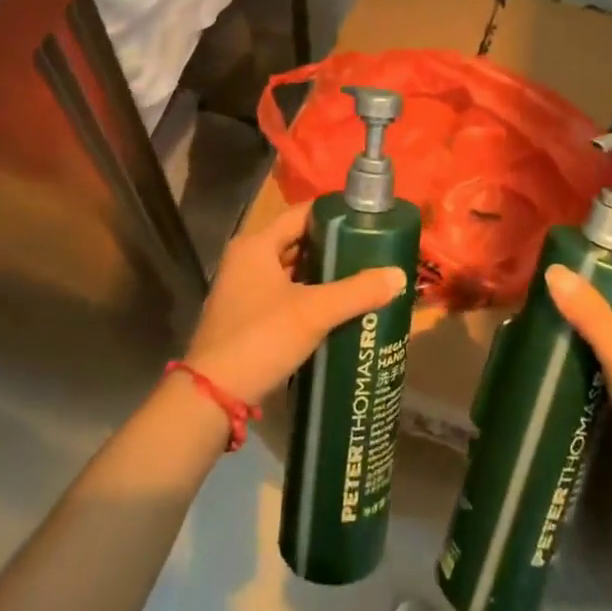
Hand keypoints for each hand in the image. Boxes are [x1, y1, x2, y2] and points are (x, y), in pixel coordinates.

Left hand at [183, 202, 406, 404]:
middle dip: (334, 247)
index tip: (369, 221)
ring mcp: (244, 289)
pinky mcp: (247, 316)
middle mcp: (247, 259)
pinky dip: (310, 296)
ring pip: (292, 270)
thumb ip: (357, 292)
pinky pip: (285, 294)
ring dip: (323, 274)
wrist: (212, 397)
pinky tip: (337, 308)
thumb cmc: (260, 338)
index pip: (302, 213)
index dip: (335, 215)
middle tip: (372, 251)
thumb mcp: (314, 312)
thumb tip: (399, 275)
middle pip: (298, 241)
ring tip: (362, 277)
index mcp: (256, 244)